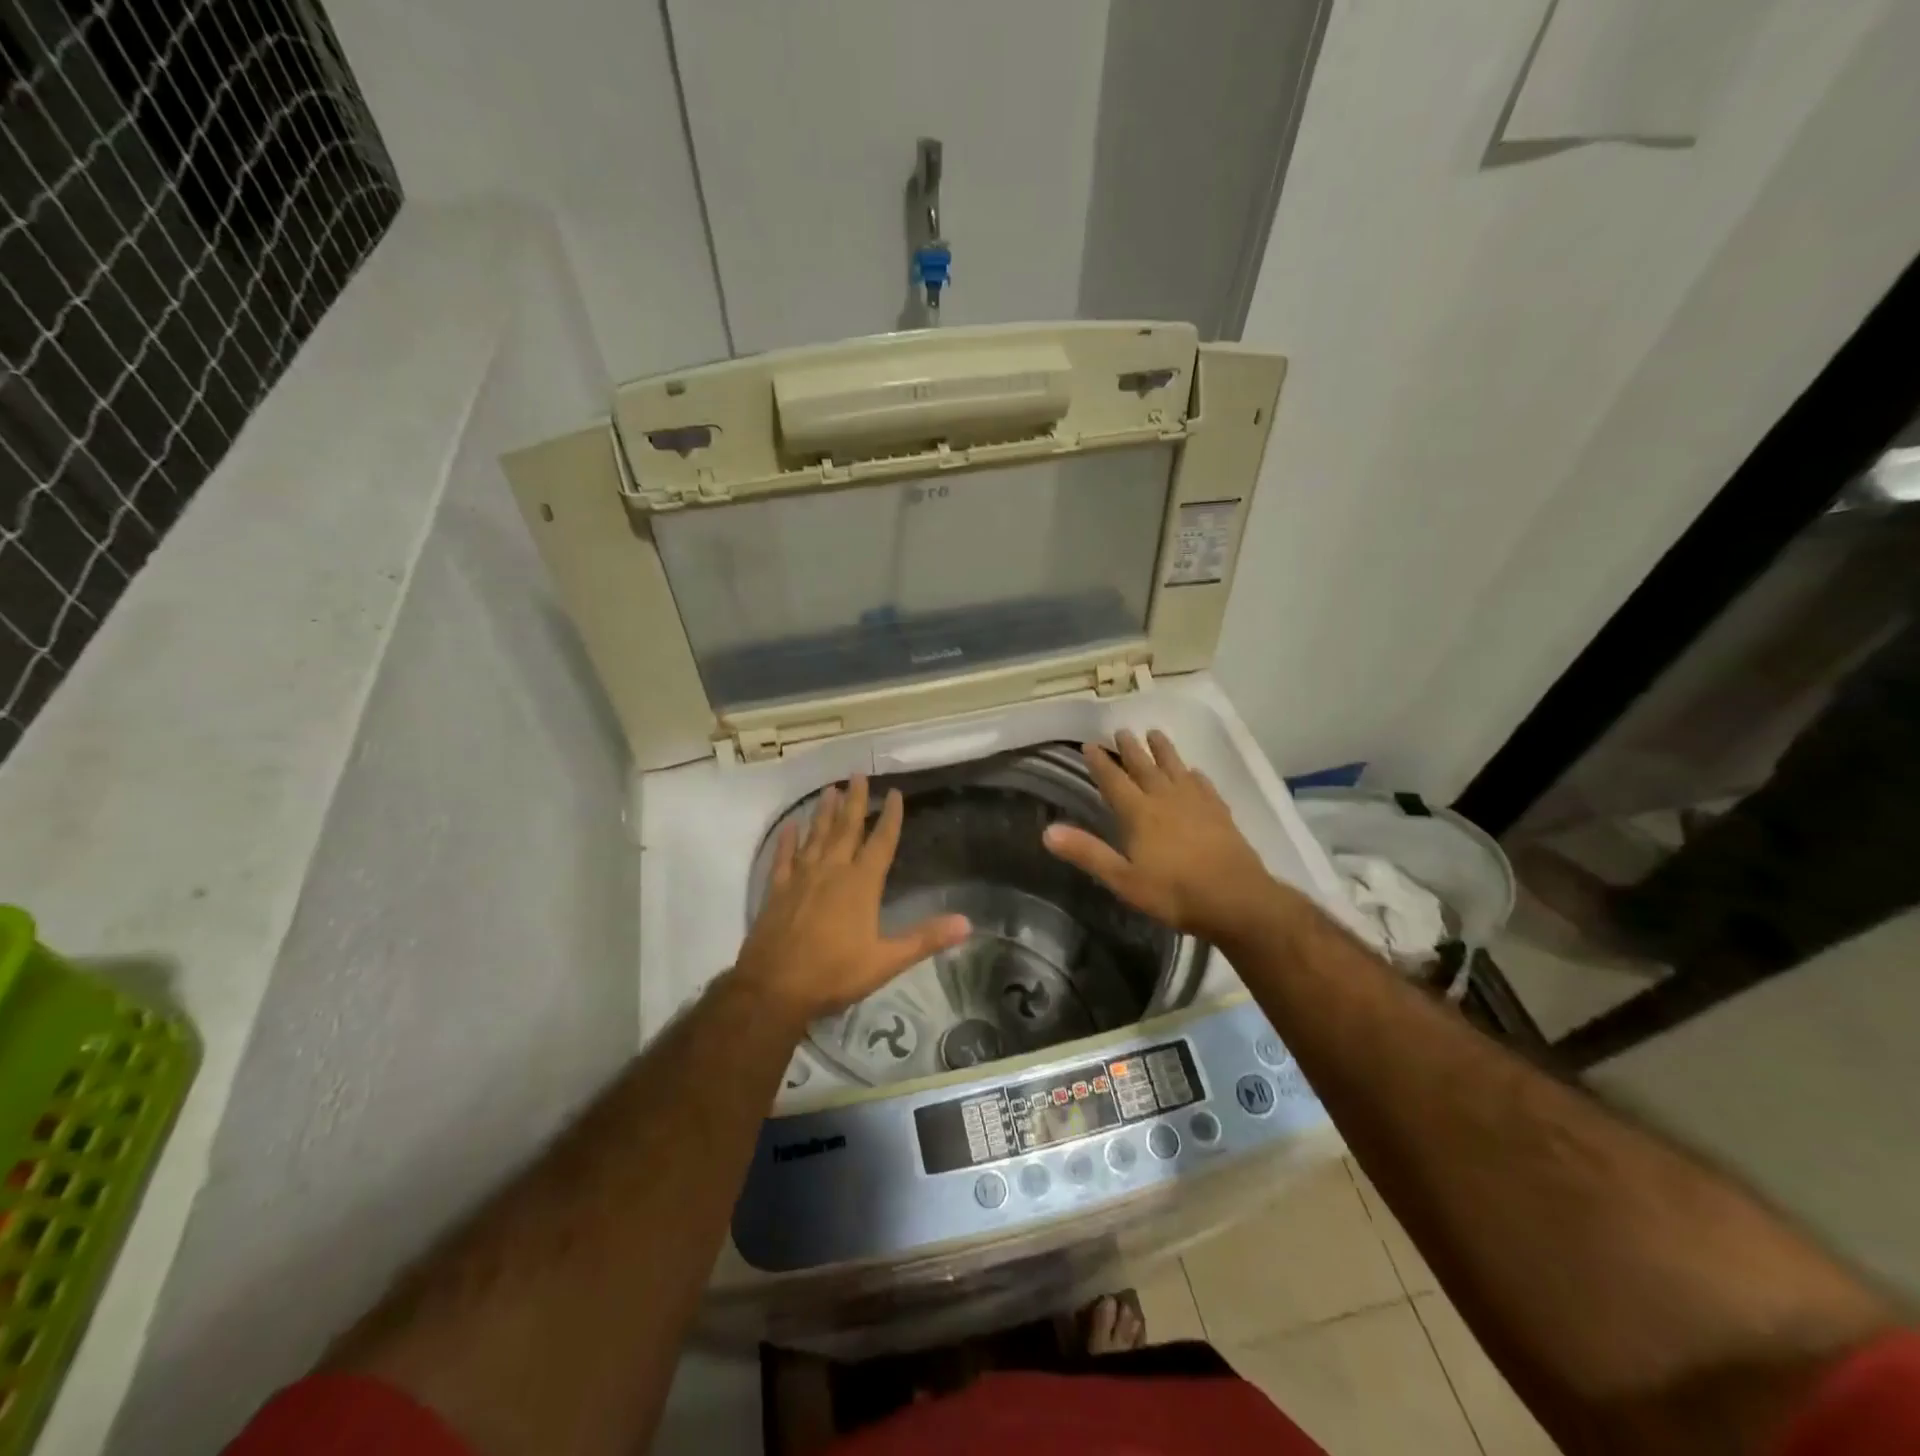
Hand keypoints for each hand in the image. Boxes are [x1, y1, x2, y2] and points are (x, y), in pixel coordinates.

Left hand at [732, 774, 970, 1025]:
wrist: (773, 988)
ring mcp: (800, 878)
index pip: (881, 842)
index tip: (895, 792)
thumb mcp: (886, 961)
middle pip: (846, 828)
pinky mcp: (776, 891)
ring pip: (815, 836)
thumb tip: (967, 923)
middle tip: (858, 773)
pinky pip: (783, 858)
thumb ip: (925, 939)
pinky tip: (790, 826)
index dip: (890, 817)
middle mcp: (831, 871)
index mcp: (860, 884)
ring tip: (830, 789)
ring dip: (824, 812)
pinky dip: (787, 840)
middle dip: (855, 801)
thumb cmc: (834, 973)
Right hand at [1043, 729, 1279, 941]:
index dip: (1100, 763)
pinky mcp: (1220, 813)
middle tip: (1121, 730)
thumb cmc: (1174, 893)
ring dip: (1163, 750)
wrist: (1236, 899)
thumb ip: (1087, 852)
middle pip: (1145, 767)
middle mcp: (1166, 799)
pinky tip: (1194, 772)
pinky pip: (1203, 785)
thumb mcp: (1123, 879)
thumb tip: (1047, 831)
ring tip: (1155, 733)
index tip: (1089, 744)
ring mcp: (1196, 803)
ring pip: (1175, 768)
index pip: (1114, 781)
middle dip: (1130, 749)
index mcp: (1139, 813)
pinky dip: (1194, 775)